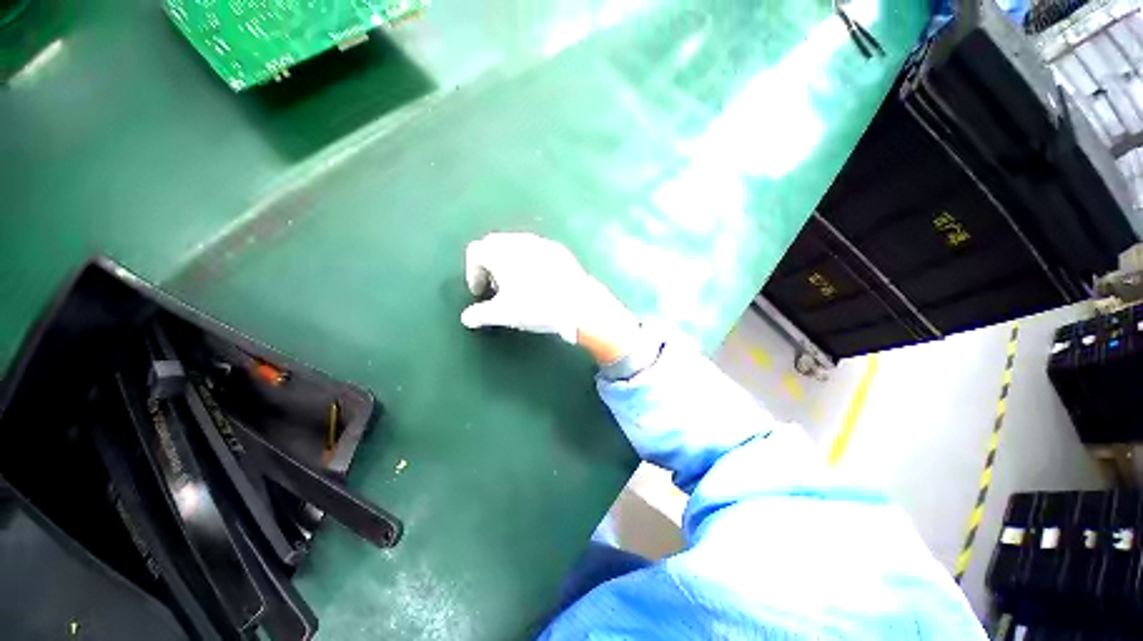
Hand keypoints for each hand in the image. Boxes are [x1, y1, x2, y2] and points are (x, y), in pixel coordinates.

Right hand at [461, 232, 640, 364]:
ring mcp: (542, 243)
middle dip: (491, 265)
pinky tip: (540, 281)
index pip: (475, 251)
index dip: (472, 272)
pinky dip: (530, 261)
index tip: (480, 293)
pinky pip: (537, 250)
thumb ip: (480, 314)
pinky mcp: (559, 250)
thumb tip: (466, 319)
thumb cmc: (535, 306)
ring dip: (510, 262)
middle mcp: (519, 241)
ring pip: (517, 246)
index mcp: (500, 252)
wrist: (577, 304)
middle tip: (497, 288)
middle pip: (495, 244)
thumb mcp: (504, 314)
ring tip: (518, 285)